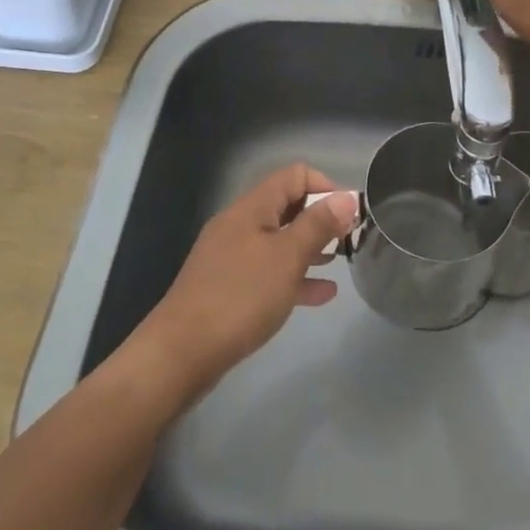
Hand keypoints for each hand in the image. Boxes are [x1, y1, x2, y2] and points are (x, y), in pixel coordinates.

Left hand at [136, 165, 357, 400]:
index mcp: (251, 209)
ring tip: (340, 262)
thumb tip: (347, 196)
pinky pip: (269, 272)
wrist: (180, 354)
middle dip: (320, 218)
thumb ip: (318, 225)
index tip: (349, 214)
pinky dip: (295, 277)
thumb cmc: (239, 297)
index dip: (325, 187)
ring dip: (310, 248)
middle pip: (286, 207)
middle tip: (350, 239)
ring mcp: (231, 258)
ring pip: (279, 241)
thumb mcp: (287, 257)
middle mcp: (239, 225)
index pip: (294, 176)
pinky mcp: (228, 288)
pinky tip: (321, 295)